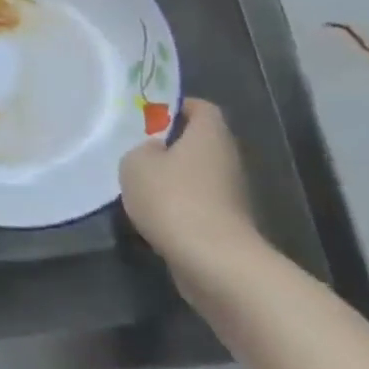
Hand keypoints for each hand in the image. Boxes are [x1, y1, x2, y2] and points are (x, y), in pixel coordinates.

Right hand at [119, 98, 262, 290]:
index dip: (177, 107)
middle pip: (200, 142)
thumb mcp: (136, 162)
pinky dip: (180, 205)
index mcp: (209, 135)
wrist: (214, 261)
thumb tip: (155, 152)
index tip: (150, 116)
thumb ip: (142, 150)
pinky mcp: (228, 224)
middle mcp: (227, 159)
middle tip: (139, 150)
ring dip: (174, 178)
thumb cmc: (173, 198)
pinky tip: (155, 214)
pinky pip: (199, 203)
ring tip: (141, 185)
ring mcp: (232, 194)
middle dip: (171, 145)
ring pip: (198, 174)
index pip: (201, 108)